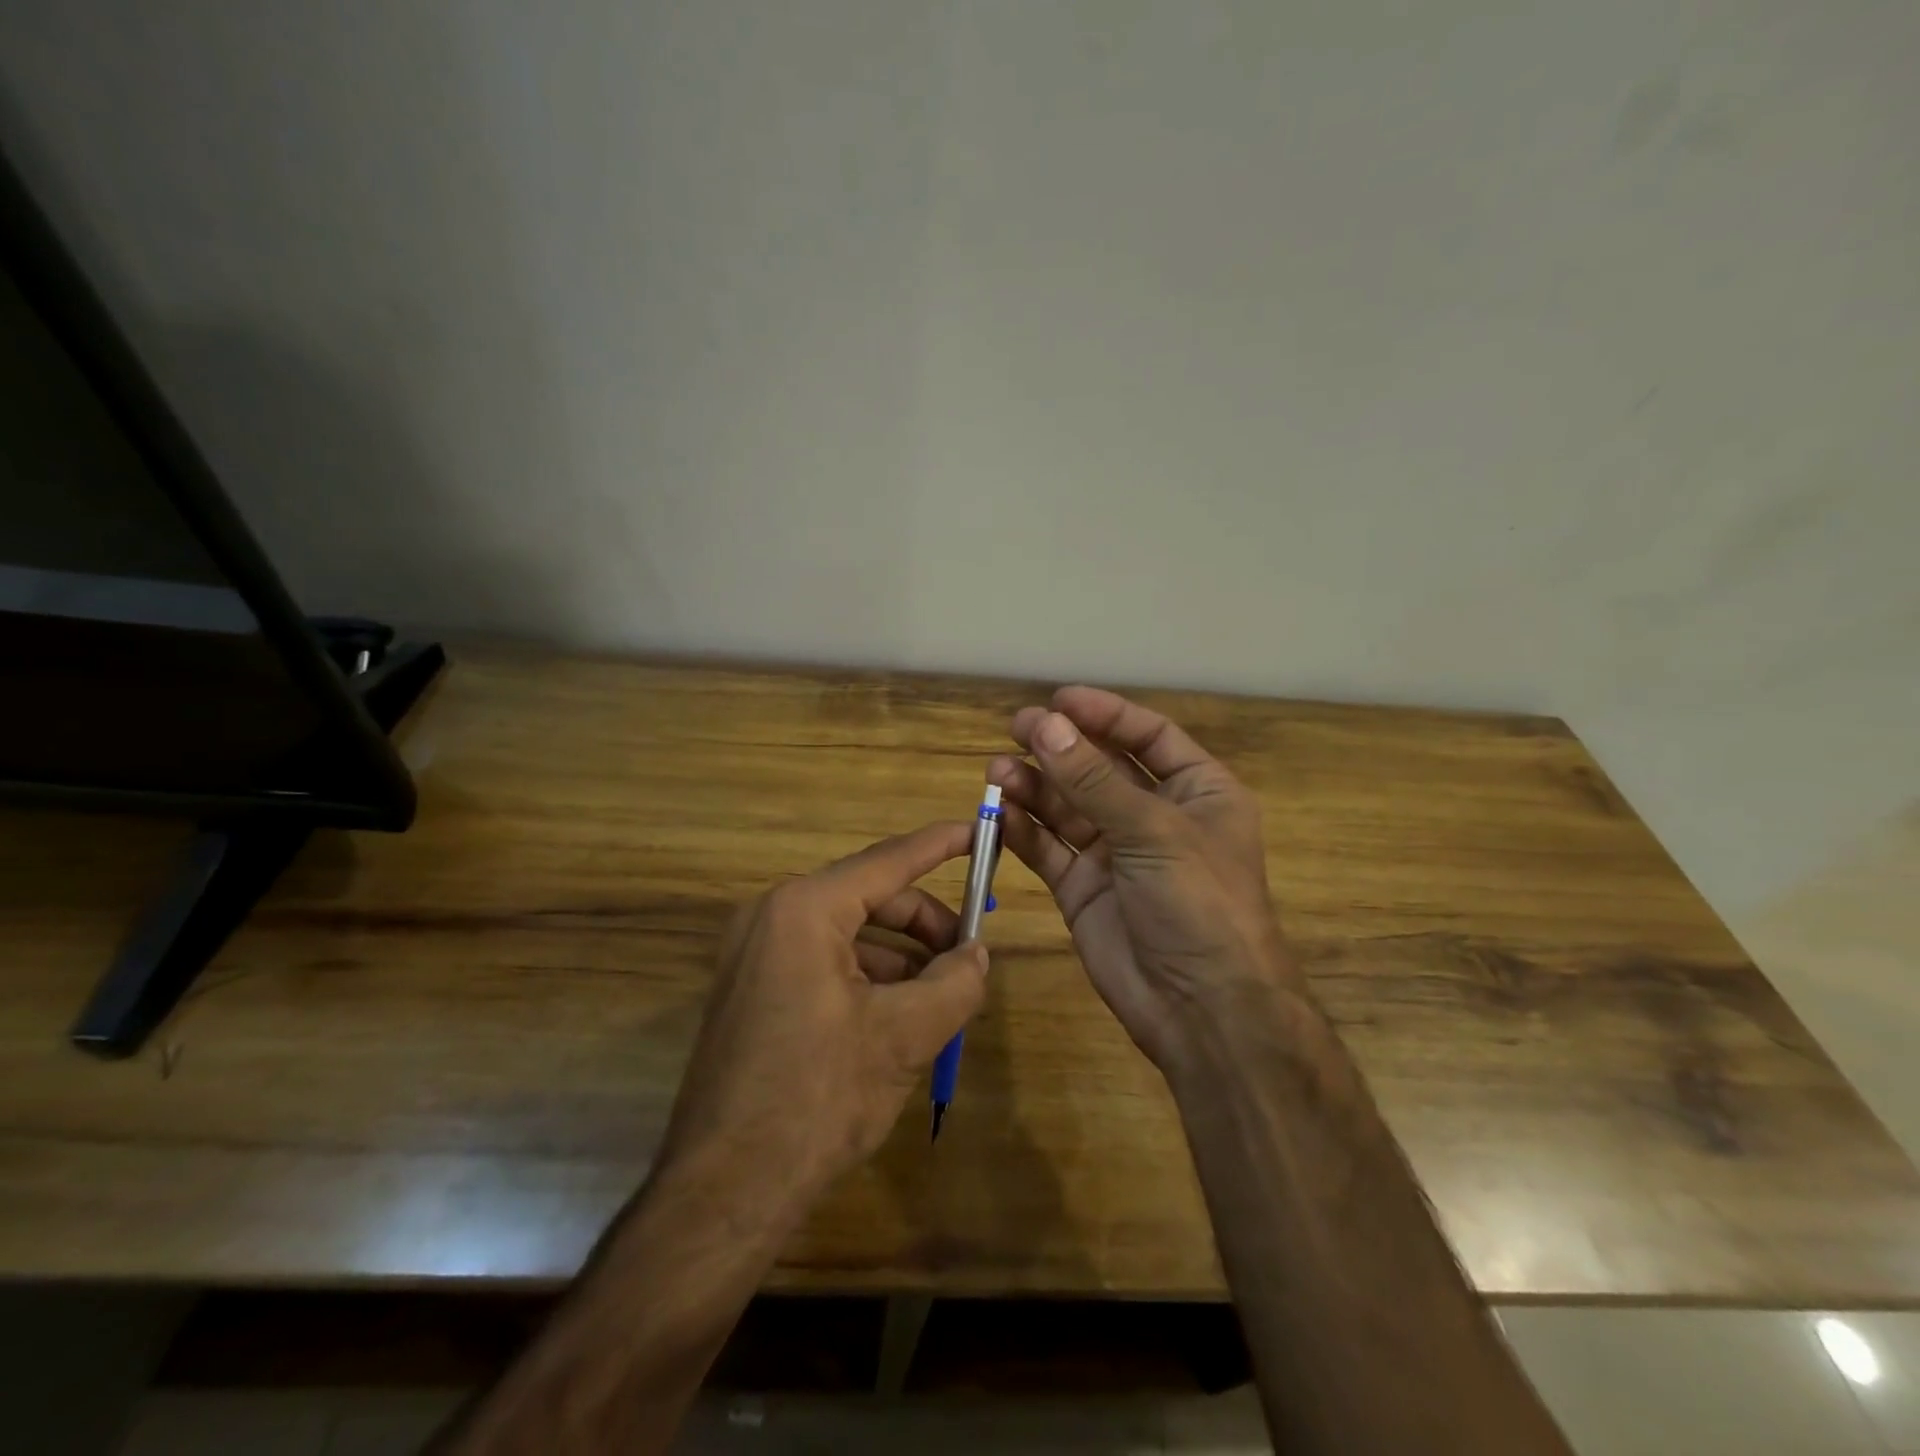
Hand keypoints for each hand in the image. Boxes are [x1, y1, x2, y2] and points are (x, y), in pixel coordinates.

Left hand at [658, 822, 986, 1204]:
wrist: (724, 1192)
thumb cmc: (818, 1097)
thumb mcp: (904, 1036)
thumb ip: (954, 983)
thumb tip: (978, 955)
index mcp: (804, 909)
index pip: (888, 860)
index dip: (940, 845)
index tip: (978, 830)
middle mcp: (772, 916)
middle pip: (869, 897)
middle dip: (925, 922)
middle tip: (969, 950)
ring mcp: (754, 954)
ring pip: (848, 934)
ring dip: (900, 956)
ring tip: (943, 992)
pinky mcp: (752, 990)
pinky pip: (823, 962)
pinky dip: (868, 976)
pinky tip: (900, 1014)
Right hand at [989, 687, 1295, 1072]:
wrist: (1202, 1008)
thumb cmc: (1198, 902)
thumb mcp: (1153, 831)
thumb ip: (1093, 780)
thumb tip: (1045, 726)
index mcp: (1197, 791)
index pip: (1148, 737)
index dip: (1105, 714)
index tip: (1059, 700)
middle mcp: (1155, 816)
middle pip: (1100, 768)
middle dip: (1060, 748)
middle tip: (1016, 728)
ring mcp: (1116, 854)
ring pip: (1067, 807)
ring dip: (1034, 787)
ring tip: (996, 772)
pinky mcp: (1083, 888)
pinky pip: (1049, 849)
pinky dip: (1023, 830)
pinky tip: (997, 813)